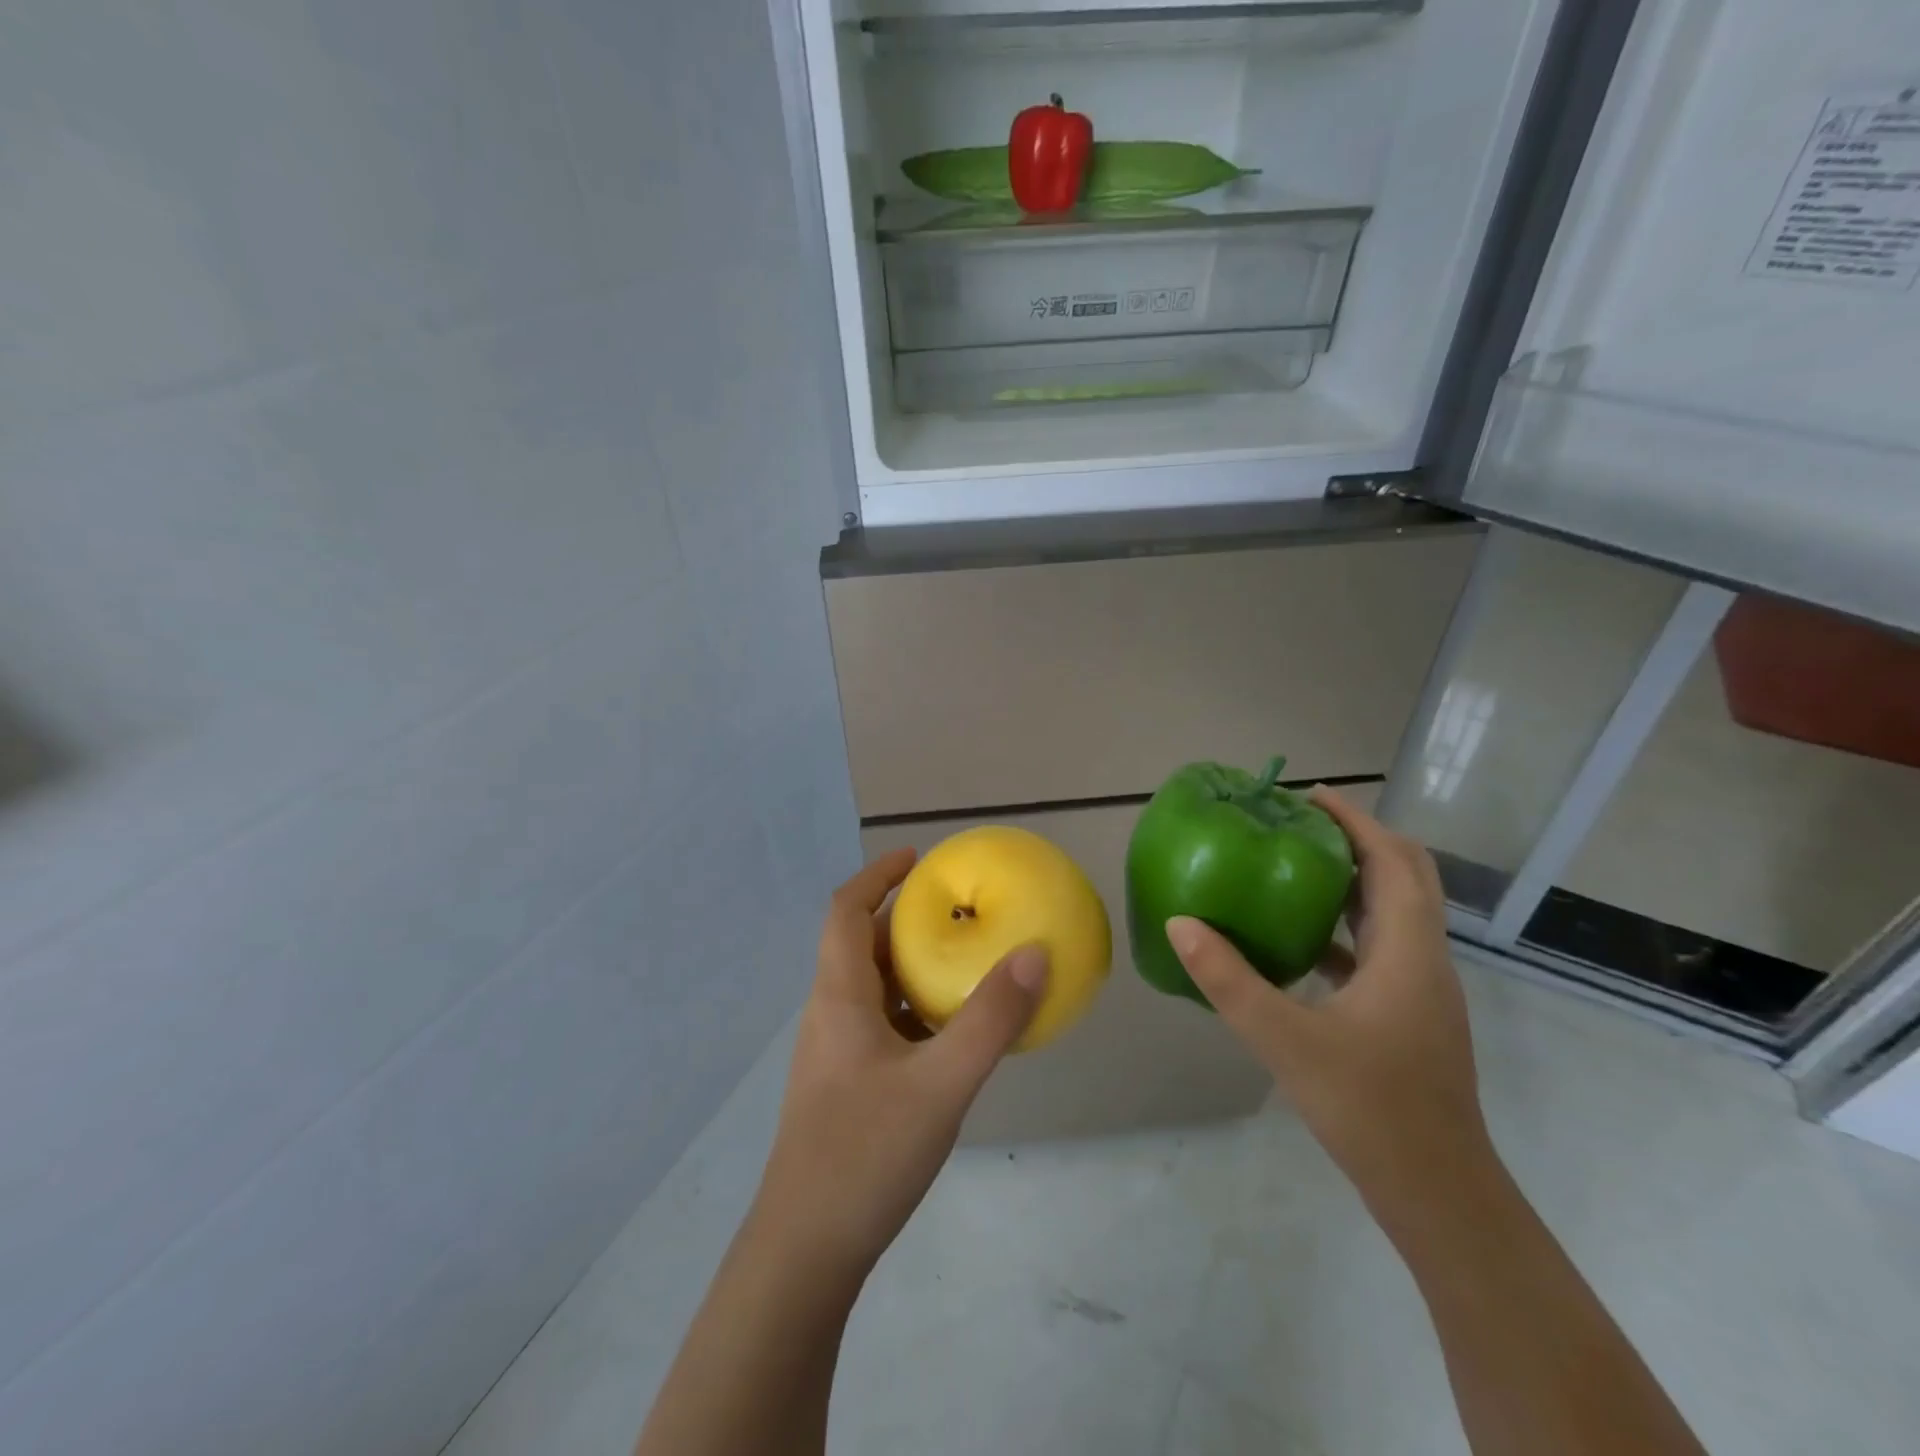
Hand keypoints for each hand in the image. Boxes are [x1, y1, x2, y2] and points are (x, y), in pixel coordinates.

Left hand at [755, 848, 1047, 1278]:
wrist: (805, 1253)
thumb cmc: (865, 1154)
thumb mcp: (941, 1084)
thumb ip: (990, 1020)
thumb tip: (1034, 954)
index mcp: (839, 997)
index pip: (844, 910)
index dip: (876, 875)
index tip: (918, 858)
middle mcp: (830, 1015)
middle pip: (860, 945)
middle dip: (904, 919)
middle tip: (958, 911)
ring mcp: (835, 1054)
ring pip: (872, 988)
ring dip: (911, 966)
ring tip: (964, 964)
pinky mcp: (845, 1087)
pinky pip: (881, 1026)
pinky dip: (914, 1010)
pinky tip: (951, 1036)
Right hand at [1164, 789, 1490, 1219]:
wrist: (1438, 1192)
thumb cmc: (1370, 1108)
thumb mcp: (1285, 1040)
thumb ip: (1228, 979)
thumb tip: (1180, 924)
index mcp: (1407, 951)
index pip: (1392, 860)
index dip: (1355, 821)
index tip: (1308, 797)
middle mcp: (1424, 958)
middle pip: (1404, 876)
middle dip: (1358, 840)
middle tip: (1299, 825)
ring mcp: (1422, 989)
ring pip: (1395, 912)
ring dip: (1354, 880)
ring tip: (1294, 868)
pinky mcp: (1410, 1014)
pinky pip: (1381, 948)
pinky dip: (1346, 926)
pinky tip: (1299, 941)